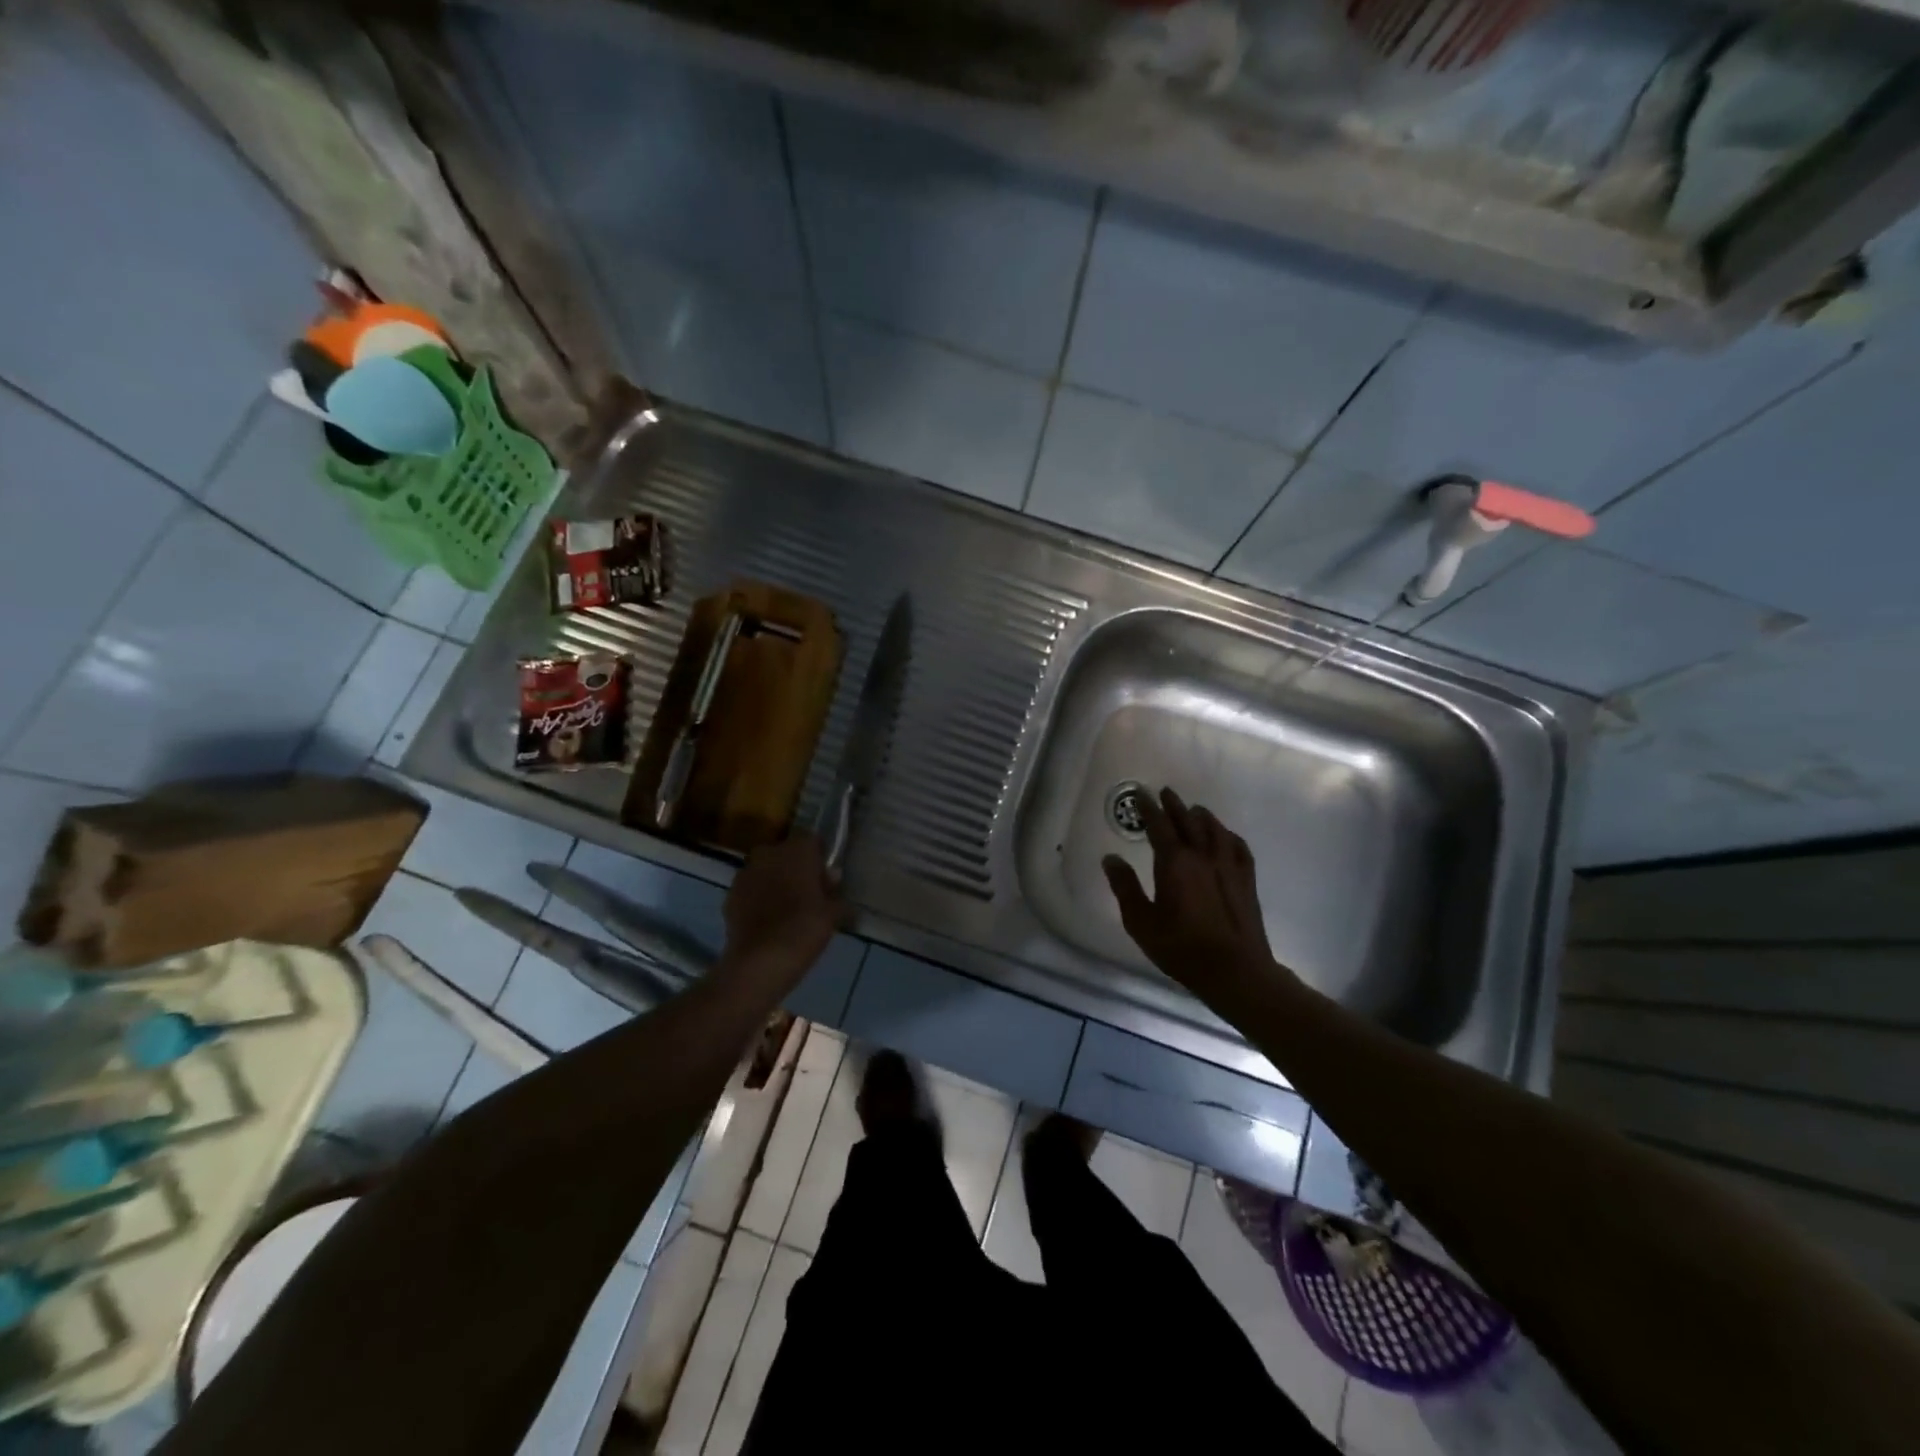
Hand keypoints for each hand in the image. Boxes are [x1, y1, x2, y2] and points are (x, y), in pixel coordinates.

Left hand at [721, 833, 842, 985]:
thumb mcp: (832, 913)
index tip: (825, 878)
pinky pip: (750, 890)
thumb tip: (832, 878)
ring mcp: (745, 872)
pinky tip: (767, 921)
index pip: (812, 841)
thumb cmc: (805, 929)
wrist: (761, 960)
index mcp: (798, 850)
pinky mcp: (729, 894)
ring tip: (785, 909)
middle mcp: (769, 853)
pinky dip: (757, 899)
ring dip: (774, 882)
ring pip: (765, 870)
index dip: (819, 858)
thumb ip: (834, 891)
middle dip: (795, 868)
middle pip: (786, 854)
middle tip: (807, 894)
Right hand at [1102, 788, 1290, 999]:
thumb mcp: (1141, 922)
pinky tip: (1226, 836)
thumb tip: (1110, 858)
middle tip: (1165, 792)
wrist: (1235, 970)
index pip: (1159, 826)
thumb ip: (1125, 887)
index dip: (1148, 808)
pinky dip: (1228, 836)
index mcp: (1174, 863)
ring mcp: (1228, 866)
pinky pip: (1238, 847)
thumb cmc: (1181, 948)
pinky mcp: (1246, 880)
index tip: (1141, 794)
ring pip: (1215, 830)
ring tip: (1193, 810)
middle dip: (1174, 805)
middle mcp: (1202, 856)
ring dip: (1201, 816)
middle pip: (1188, 821)